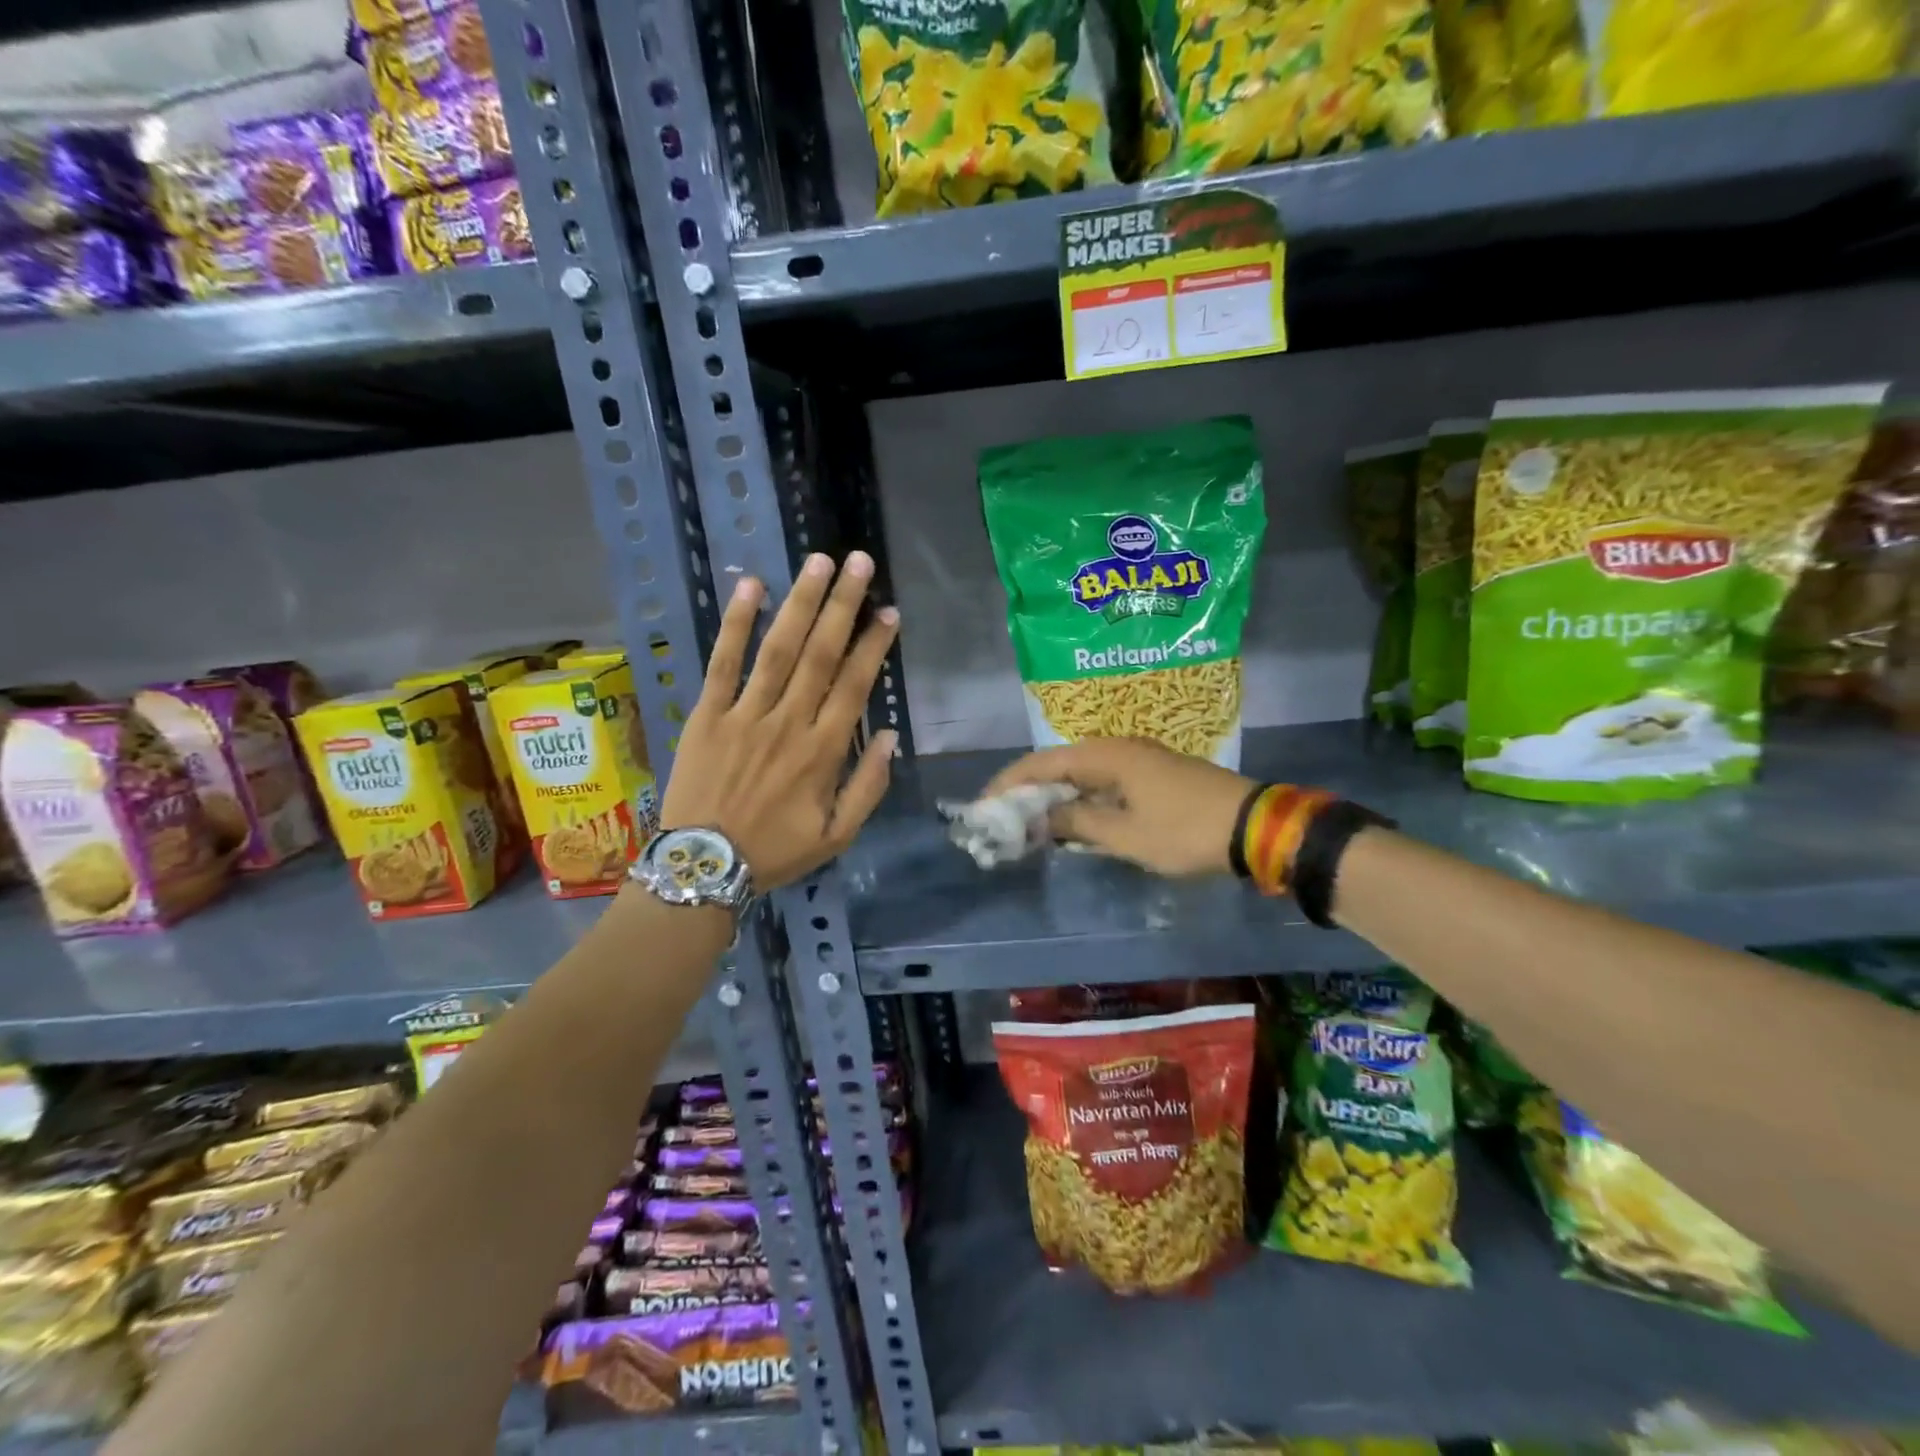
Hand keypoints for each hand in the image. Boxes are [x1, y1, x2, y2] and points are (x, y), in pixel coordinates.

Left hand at [660, 552, 898, 890]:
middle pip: (820, 654)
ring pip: (778, 650)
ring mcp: (744, 714)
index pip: (854, 685)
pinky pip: (722, 663)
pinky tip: (751, 586)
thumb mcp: (837, 836)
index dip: (874, 645)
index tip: (889, 612)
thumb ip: (868, 787)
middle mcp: (788, 723)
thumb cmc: (774, 852)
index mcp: (823, 752)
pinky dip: (736, 624)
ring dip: (800, 603)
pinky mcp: (707, 714)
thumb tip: (890, 736)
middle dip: (843, 606)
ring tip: (819, 562)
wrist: (703, 867)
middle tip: (861, 563)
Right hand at [981, 737, 1252, 876]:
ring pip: (1082, 774)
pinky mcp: (1153, 775)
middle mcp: (1118, 748)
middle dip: (1029, 790)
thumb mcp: (1127, 835)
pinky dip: (1082, 800)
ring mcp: (1138, 759)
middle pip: (1059, 764)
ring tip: (1030, 822)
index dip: (1010, 783)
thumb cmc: (1186, 831)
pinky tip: (1074, 822)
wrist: (1255, 826)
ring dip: (1056, 796)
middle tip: (1003, 817)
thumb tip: (1040, 817)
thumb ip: (1078, 823)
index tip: (984, 806)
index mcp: (1107, 756)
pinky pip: (1103, 782)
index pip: (1042, 763)